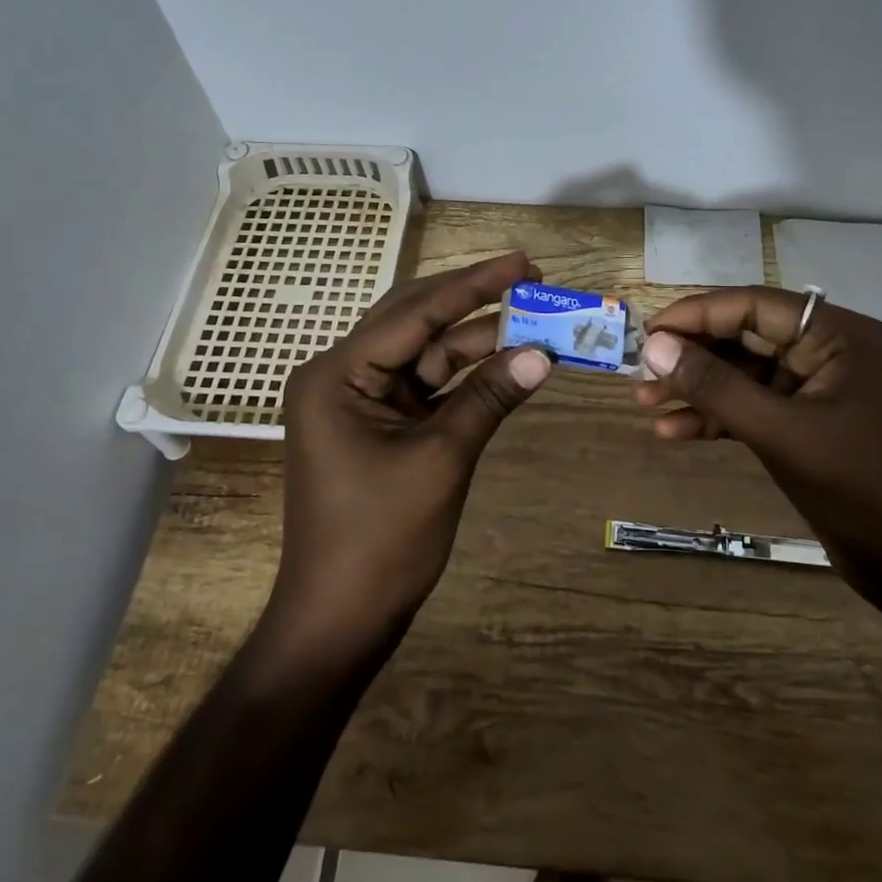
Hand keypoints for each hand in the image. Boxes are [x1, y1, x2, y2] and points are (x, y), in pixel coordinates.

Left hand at [276, 252, 551, 640]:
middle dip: (474, 302)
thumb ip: (490, 398)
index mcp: (337, 374)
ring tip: (534, 322)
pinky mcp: (380, 424)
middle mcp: (341, 375)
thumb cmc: (381, 539)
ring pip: (426, 353)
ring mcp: (360, 400)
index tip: (523, 263)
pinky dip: (466, 377)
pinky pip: (428, 386)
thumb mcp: (442, 459)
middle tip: (530, 280)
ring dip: (477, 341)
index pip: (414, 312)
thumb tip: (544, 354)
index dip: (475, 285)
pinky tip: (508, 363)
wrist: (341, 618)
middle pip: (415, 321)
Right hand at [634, 288, 881, 622]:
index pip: (754, 305)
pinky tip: (673, 431)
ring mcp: (816, 388)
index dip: (697, 314)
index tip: (648, 332)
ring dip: (697, 388)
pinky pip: (752, 406)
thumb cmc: (857, 487)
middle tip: (640, 370)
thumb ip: (715, 386)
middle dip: (692, 356)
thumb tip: (654, 347)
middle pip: (745, 337)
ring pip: (743, 374)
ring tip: (644, 401)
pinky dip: (716, 417)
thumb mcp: (779, 432)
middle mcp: (827, 350)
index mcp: (837, 335)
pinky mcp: (806, 422)